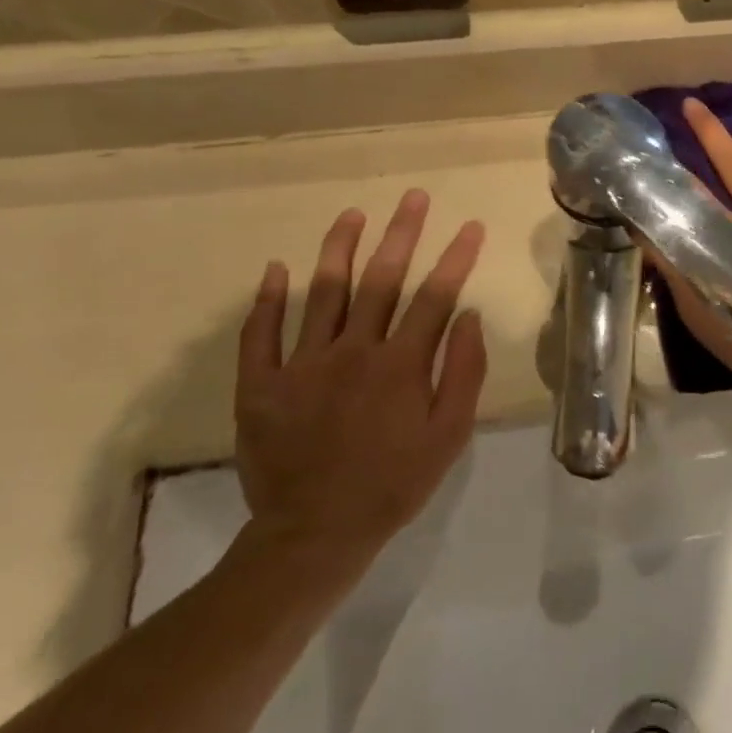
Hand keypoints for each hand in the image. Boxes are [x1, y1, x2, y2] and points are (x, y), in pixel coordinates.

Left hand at [235, 192, 485, 568]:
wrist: (313, 536)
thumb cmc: (394, 483)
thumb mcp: (450, 436)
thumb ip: (464, 373)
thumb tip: (469, 317)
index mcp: (401, 365)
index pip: (435, 296)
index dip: (456, 257)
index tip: (470, 225)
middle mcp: (353, 352)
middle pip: (381, 280)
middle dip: (402, 233)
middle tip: (412, 197)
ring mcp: (302, 365)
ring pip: (323, 293)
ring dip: (339, 249)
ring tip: (352, 215)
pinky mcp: (261, 386)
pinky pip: (261, 334)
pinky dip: (268, 300)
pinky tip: (277, 269)